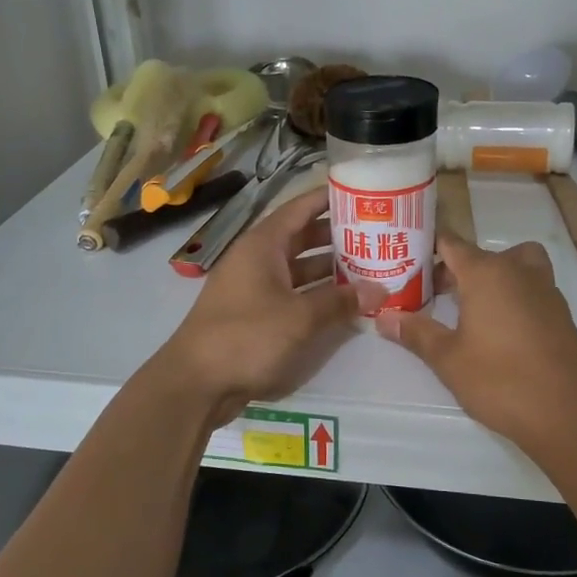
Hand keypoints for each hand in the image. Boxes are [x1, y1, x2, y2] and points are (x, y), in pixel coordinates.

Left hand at [157, 185, 384, 425]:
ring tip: (370, 268)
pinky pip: (292, 294)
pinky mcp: (255, 314)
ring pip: (299, 268)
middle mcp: (257, 259)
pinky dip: (316, 295)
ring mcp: (255, 287)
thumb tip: (379, 290)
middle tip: (378, 235)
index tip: (364, 192)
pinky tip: (345, 302)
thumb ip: (340, 301)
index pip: (300, 208)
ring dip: (330, 268)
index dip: (330, 198)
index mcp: (263, 245)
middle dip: (338, 237)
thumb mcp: (300, 317)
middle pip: (303, 237)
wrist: (196, 383)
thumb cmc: (246, 337)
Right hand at [376, 236, 576, 449]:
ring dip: (491, 278)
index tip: (406, 261)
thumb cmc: (501, 380)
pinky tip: (499, 332)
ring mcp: (546, 291)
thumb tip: (384, 318)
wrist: (569, 415)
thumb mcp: (448, 359)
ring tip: (470, 309)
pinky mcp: (561, 315)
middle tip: (432, 295)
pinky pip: (531, 289)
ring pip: (514, 267)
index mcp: (487, 273)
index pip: (452, 243)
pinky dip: (513, 296)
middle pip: (482, 255)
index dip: (428, 248)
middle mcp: (519, 272)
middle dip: (455, 269)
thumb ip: (417, 333)